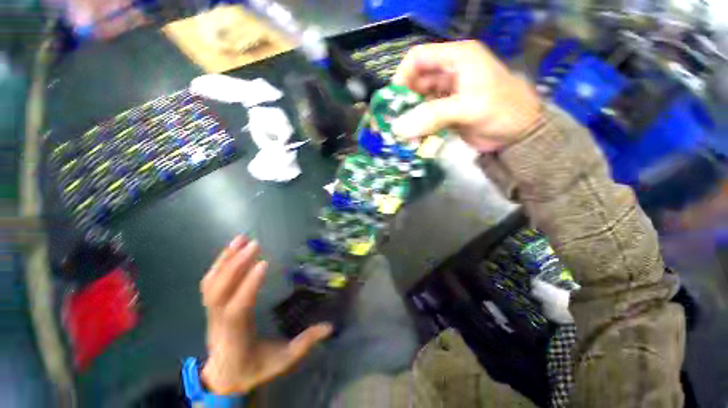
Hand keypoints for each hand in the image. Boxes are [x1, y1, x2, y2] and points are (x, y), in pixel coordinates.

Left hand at [199, 236, 331, 394]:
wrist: (224, 378)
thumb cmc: (253, 368)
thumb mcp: (283, 360)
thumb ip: (305, 343)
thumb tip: (329, 327)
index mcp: (236, 336)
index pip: (238, 309)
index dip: (248, 286)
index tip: (264, 263)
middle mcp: (218, 322)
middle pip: (219, 291)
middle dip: (235, 265)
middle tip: (254, 243)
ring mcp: (211, 313)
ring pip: (211, 284)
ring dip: (225, 259)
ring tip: (241, 239)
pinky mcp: (211, 306)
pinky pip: (210, 282)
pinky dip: (219, 263)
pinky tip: (231, 249)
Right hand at [392, 41, 541, 151]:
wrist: (520, 134)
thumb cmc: (503, 112)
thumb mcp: (469, 109)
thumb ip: (432, 117)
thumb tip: (398, 128)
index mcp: (457, 58)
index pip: (418, 57)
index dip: (402, 76)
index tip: (393, 101)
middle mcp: (449, 72)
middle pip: (415, 81)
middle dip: (403, 101)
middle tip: (393, 122)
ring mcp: (447, 94)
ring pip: (419, 101)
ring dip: (409, 116)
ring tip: (402, 134)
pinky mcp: (446, 112)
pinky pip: (425, 116)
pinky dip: (418, 126)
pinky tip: (414, 137)